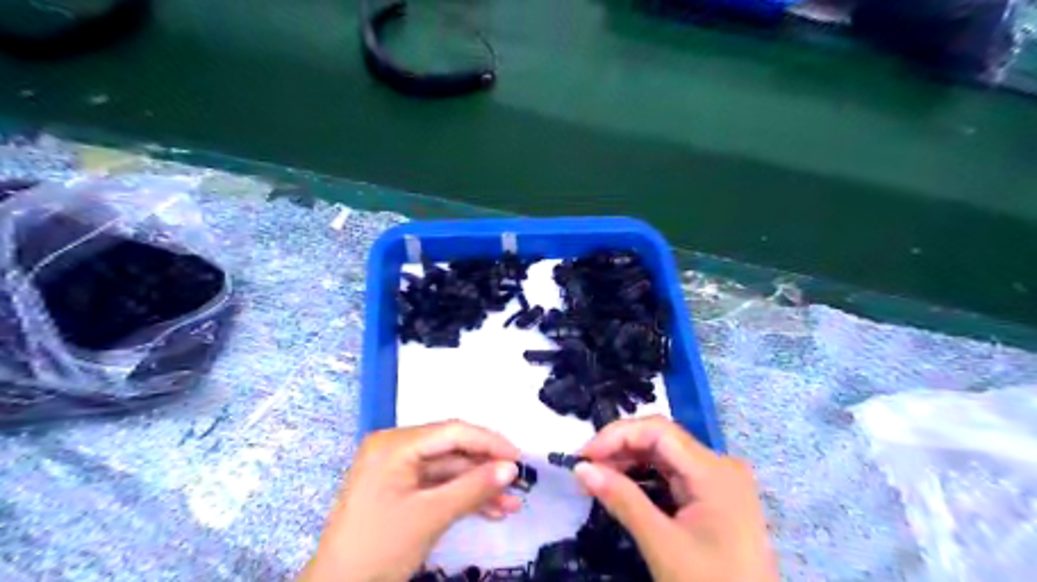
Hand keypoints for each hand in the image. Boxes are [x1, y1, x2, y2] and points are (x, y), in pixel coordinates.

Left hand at [304, 420, 522, 581]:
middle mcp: (395, 448)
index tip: (519, 457)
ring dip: (478, 486)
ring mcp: (397, 469)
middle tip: (518, 480)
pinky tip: (490, 510)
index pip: (452, 432)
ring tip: (510, 503)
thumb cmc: (379, 548)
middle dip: (486, 468)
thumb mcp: (431, 516)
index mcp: (395, 444)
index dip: (489, 442)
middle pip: (452, 450)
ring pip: (449, 470)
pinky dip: (462, 497)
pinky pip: (438, 485)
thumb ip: (473, 488)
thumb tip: (511, 468)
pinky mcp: (400, 489)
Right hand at [576, 416, 776, 580]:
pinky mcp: (714, 495)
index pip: (658, 430)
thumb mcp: (662, 545)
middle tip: (586, 468)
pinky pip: (673, 473)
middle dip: (620, 448)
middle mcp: (719, 464)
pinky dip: (645, 477)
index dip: (616, 435)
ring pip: (665, 454)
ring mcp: (719, 480)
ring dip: (629, 461)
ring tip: (598, 477)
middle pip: (661, 439)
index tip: (583, 456)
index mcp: (714, 470)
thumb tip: (581, 468)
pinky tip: (624, 487)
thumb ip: (622, 500)